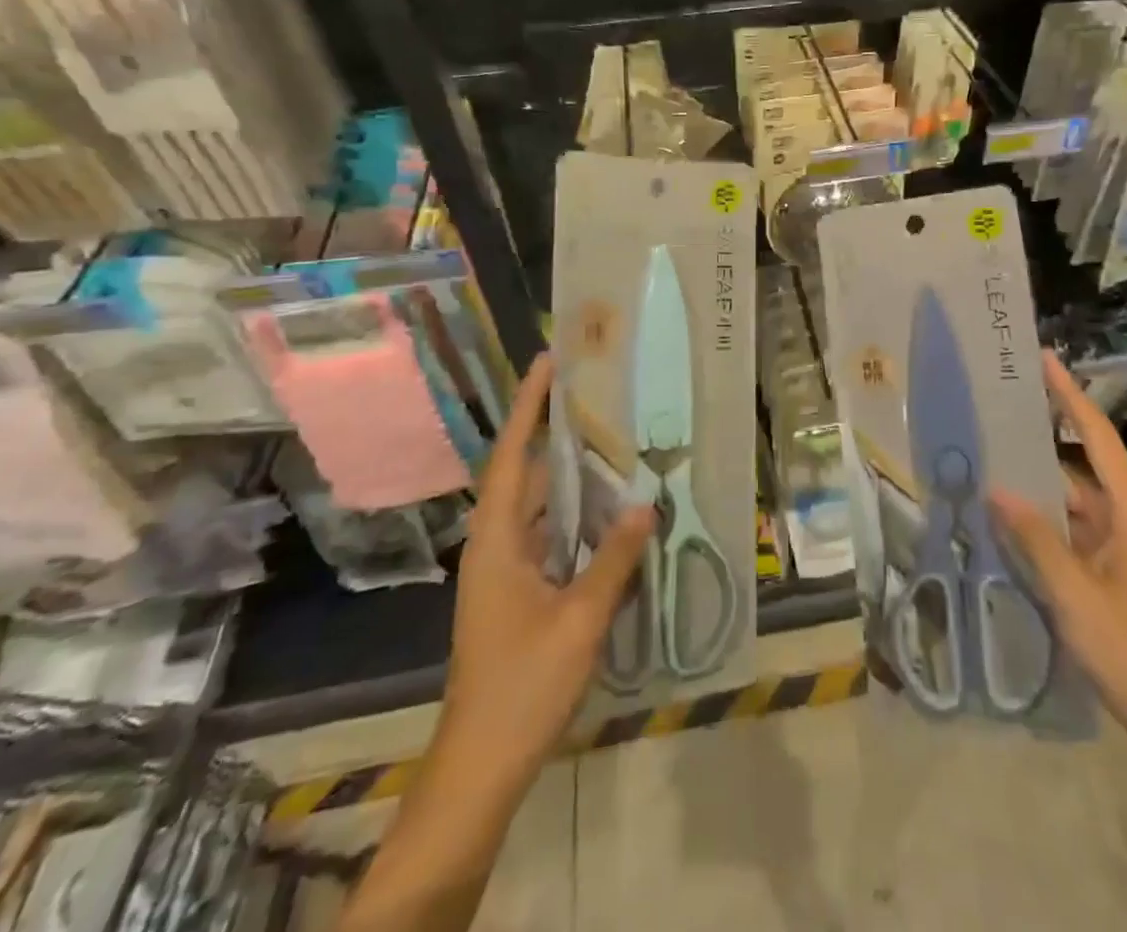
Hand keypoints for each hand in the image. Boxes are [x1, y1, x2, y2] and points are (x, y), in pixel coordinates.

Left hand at [439, 353, 654, 794]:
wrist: (481, 764)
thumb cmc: (523, 685)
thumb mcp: (579, 619)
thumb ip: (614, 559)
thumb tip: (646, 505)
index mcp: (496, 541)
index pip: (512, 456)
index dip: (528, 407)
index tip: (548, 363)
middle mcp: (495, 545)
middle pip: (526, 474)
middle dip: (555, 433)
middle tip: (596, 395)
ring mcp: (504, 571)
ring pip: (539, 507)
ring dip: (571, 477)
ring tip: (611, 442)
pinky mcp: (518, 593)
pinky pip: (549, 537)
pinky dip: (576, 517)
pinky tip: (610, 513)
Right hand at [992, 350, 1126, 749]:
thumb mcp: (1076, 594)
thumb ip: (1036, 538)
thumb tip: (997, 489)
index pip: (1098, 438)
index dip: (1071, 397)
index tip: (1046, 360)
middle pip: (1083, 462)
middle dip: (1045, 433)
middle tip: (1003, 405)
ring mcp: (1120, 545)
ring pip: (1072, 498)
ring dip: (1037, 480)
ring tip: (990, 453)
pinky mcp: (1109, 569)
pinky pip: (1070, 528)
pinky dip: (1041, 517)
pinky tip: (1006, 513)